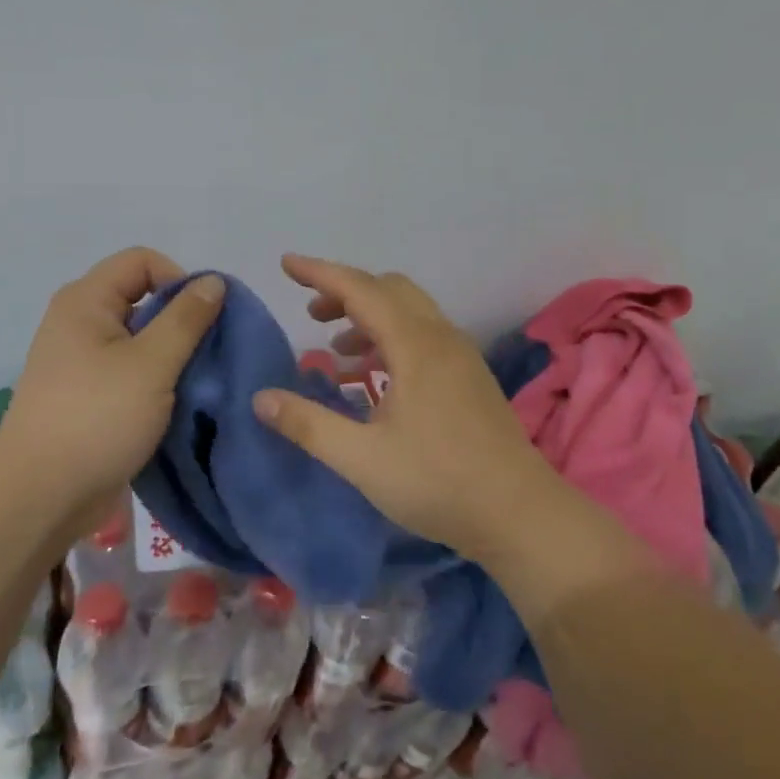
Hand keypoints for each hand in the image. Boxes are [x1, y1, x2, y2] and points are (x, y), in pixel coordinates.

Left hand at [0, 247, 225, 525]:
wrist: (42, 494)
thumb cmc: (98, 418)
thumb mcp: (152, 364)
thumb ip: (186, 319)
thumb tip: (214, 281)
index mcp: (86, 300)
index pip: (142, 260)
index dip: (179, 279)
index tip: (203, 320)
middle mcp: (78, 321)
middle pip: (141, 297)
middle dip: (179, 320)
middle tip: (206, 355)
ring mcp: (80, 360)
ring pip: (138, 339)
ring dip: (170, 355)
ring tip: (195, 383)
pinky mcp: (87, 394)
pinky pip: (129, 370)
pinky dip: (154, 380)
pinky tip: (174, 404)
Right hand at [251, 254, 575, 559]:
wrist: (519, 514)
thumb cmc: (437, 482)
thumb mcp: (361, 458)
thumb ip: (308, 424)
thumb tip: (260, 398)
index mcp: (416, 346)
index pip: (361, 290)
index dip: (321, 273)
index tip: (287, 263)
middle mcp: (441, 339)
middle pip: (389, 291)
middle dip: (346, 293)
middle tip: (311, 315)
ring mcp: (461, 358)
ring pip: (410, 314)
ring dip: (369, 318)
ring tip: (335, 351)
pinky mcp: (470, 379)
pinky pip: (424, 338)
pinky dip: (390, 341)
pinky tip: (374, 380)